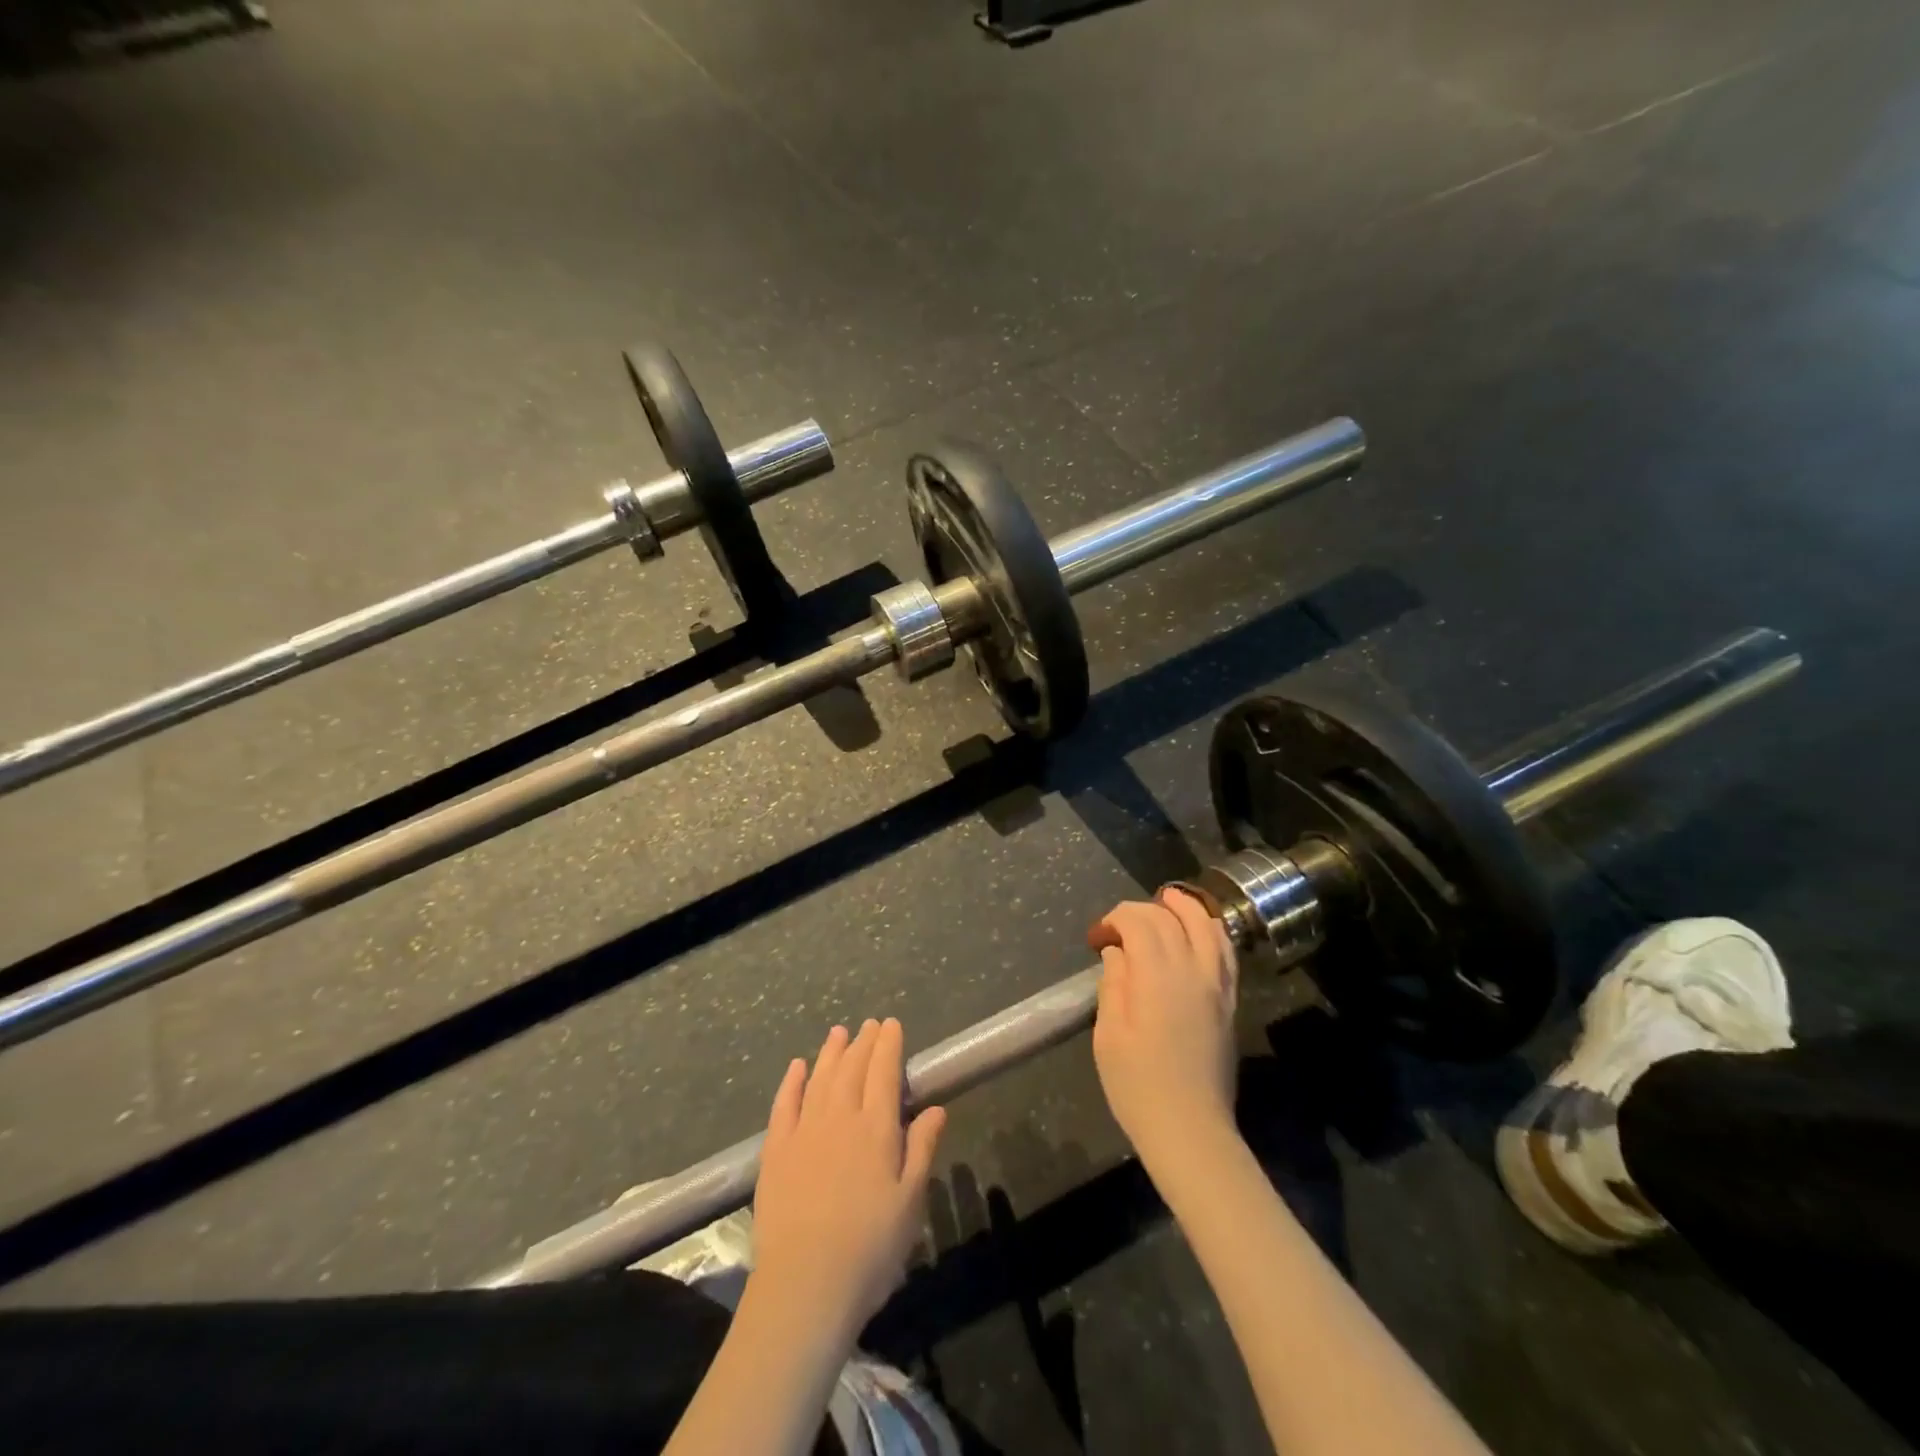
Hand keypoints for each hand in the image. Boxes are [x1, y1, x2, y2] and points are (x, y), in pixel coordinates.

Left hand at [750, 1019, 946, 1341]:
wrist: (805, 1284)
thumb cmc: (870, 1248)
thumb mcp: (910, 1201)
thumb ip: (922, 1148)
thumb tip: (935, 1107)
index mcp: (876, 1128)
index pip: (884, 1072)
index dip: (889, 1045)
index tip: (891, 1024)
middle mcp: (840, 1117)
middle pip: (852, 1068)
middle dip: (863, 1043)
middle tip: (869, 1024)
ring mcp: (804, 1131)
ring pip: (820, 1078)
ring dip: (831, 1052)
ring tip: (839, 1032)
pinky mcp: (775, 1151)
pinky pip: (784, 1104)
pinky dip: (793, 1081)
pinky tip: (798, 1066)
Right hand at [1089, 888, 1239, 1165]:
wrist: (1190, 1129)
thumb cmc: (1138, 1085)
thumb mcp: (1109, 1035)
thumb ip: (1113, 984)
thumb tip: (1117, 953)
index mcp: (1157, 976)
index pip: (1139, 922)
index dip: (1115, 918)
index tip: (1097, 936)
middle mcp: (1192, 970)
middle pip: (1170, 918)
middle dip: (1141, 911)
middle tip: (1119, 926)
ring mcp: (1217, 984)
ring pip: (1206, 925)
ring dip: (1184, 908)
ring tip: (1165, 902)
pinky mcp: (1230, 1000)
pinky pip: (1225, 950)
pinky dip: (1211, 929)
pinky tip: (1199, 930)